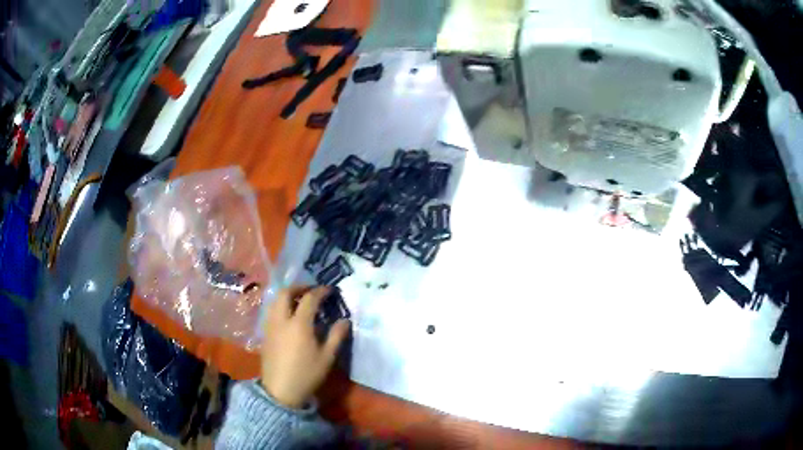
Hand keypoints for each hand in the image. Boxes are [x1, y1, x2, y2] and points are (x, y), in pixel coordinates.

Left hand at [261, 286, 350, 407]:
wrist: (280, 390)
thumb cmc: (306, 374)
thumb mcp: (327, 357)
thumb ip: (336, 336)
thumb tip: (345, 320)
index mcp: (299, 324)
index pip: (309, 298)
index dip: (320, 291)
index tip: (330, 290)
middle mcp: (282, 320)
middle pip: (285, 293)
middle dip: (299, 288)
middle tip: (311, 292)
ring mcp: (270, 326)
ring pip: (275, 301)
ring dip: (287, 296)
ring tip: (299, 302)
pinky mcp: (265, 334)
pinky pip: (271, 311)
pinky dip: (280, 306)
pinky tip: (289, 317)